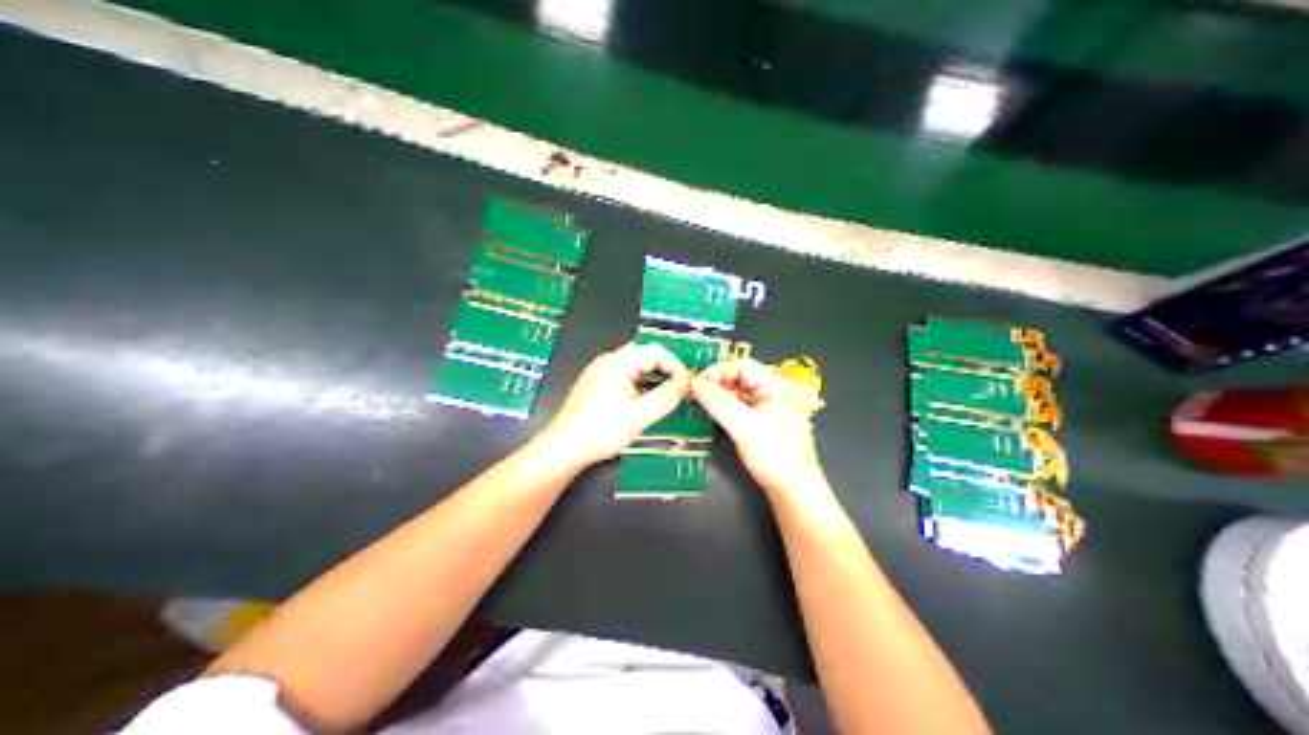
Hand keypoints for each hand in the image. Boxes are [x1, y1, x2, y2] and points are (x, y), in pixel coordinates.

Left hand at [533, 342, 688, 465]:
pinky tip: (646, 402)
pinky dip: (641, 384)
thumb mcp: (640, 415)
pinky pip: (625, 376)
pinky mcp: (596, 385)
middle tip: (681, 390)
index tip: (687, 385)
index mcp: (617, 362)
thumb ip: (666, 397)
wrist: (564, 448)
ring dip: (654, 378)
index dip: (676, 365)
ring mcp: (600, 372)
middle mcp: (608, 361)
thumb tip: (686, 383)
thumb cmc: (601, 430)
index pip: (655, 351)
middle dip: (666, 370)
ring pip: (635, 366)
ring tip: (668, 397)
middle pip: (645, 355)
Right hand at [689, 359, 821, 496]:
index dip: (719, 371)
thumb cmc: (775, 455)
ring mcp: (767, 410)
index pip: (743, 366)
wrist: (794, 489)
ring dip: (719, 397)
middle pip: (739, 378)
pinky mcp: (761, 425)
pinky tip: (712, 416)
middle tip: (694, 394)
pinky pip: (739, 409)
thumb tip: (696, 384)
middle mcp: (772, 394)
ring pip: (737, 394)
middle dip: (717, 383)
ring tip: (699, 404)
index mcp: (775, 387)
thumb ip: (720, 403)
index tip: (698, 383)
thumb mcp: (745, 427)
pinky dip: (724, 409)